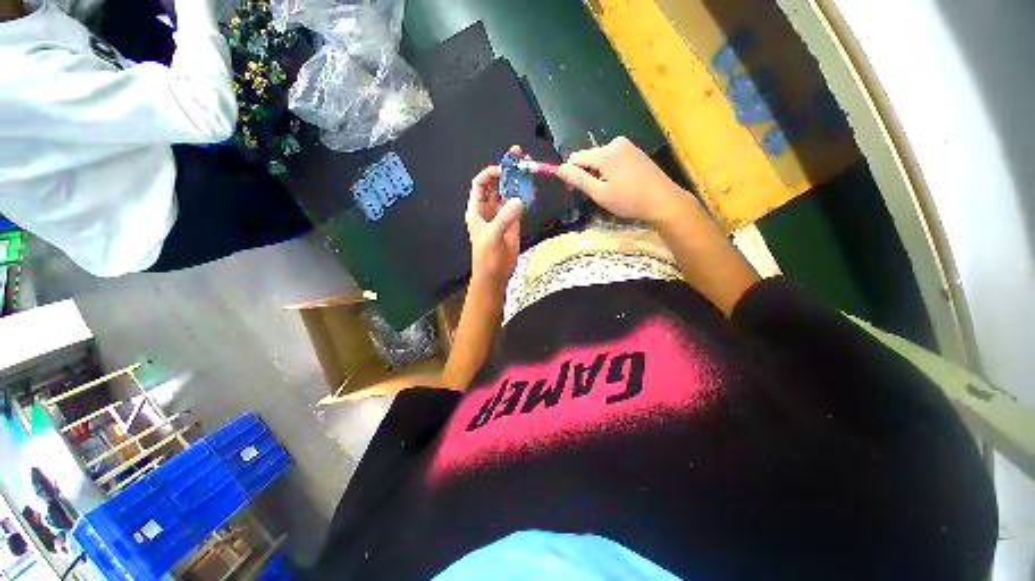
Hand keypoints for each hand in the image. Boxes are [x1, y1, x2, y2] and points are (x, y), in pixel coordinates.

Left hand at [466, 146, 524, 287]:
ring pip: (509, 194)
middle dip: (506, 172)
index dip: (490, 174)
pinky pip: (519, 206)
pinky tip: (533, 190)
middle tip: (521, 158)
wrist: (495, 274)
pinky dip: (525, 197)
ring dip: (517, 183)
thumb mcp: (493, 235)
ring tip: (530, 170)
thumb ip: (505, 217)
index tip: (504, 169)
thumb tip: (519, 200)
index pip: (480, 184)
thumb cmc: (487, 256)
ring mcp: (502, 215)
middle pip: (496, 185)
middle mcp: (489, 209)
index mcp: (477, 210)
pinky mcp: (513, 223)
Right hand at [556, 136, 687, 224]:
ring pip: (601, 159)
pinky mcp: (635, 152)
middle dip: (587, 174)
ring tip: (610, 192)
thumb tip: (559, 169)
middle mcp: (616, 143)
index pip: (576, 157)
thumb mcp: (599, 193)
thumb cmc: (629, 200)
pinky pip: (613, 159)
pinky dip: (610, 172)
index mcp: (605, 152)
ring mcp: (628, 146)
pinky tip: (620, 185)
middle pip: (589, 157)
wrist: (663, 201)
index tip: (575, 191)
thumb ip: (578, 179)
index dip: (571, 174)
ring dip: (598, 174)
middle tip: (596, 194)